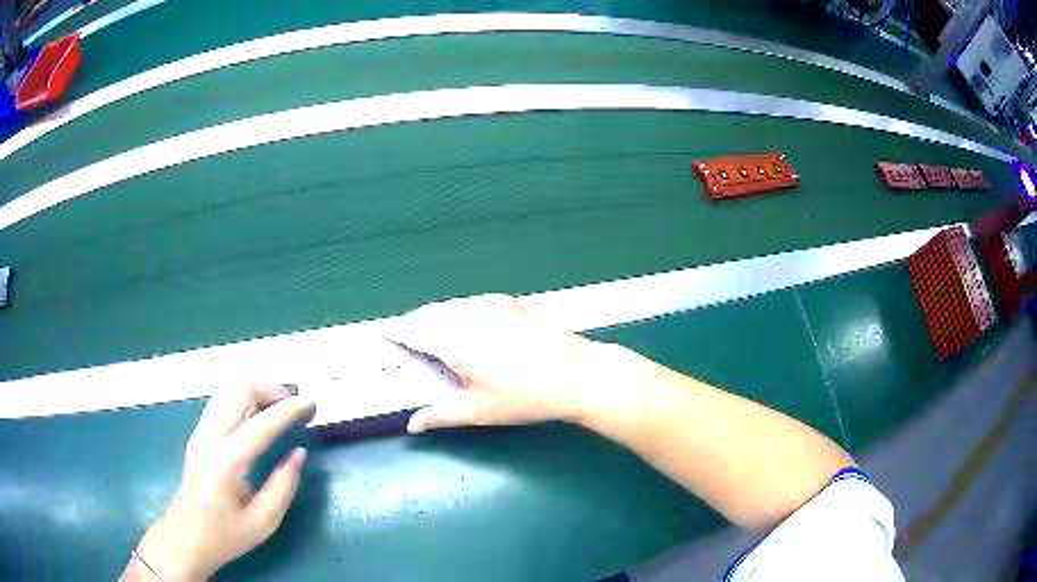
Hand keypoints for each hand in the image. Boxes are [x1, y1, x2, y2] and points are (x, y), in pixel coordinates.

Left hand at [128, 384, 315, 580]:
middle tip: (295, 406)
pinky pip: (222, 401)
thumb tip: (299, 453)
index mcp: (227, 461)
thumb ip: (283, 487)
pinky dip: (244, 398)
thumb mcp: (263, 522)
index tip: (312, 404)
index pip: (262, 423)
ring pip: (228, 390)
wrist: (185, 537)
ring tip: (279, 408)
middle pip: (238, 389)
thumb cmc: (225, 535)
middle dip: (271, 388)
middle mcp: (210, 436)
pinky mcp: (198, 434)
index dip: (290, 409)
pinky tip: (258, 417)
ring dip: (257, 390)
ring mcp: (200, 432)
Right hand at [385, 294, 623, 432]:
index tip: (382, 333)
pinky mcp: (509, 303)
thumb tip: (412, 425)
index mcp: (453, 339)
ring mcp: (490, 304)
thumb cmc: (523, 397)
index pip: (413, 331)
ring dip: (435, 317)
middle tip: (404, 337)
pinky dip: (458, 313)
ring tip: (430, 333)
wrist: (576, 373)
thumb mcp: (478, 411)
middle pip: (429, 314)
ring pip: (450, 307)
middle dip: (414, 324)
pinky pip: (471, 304)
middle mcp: (467, 314)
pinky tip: (465, 327)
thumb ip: (440, 415)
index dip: (396, 332)